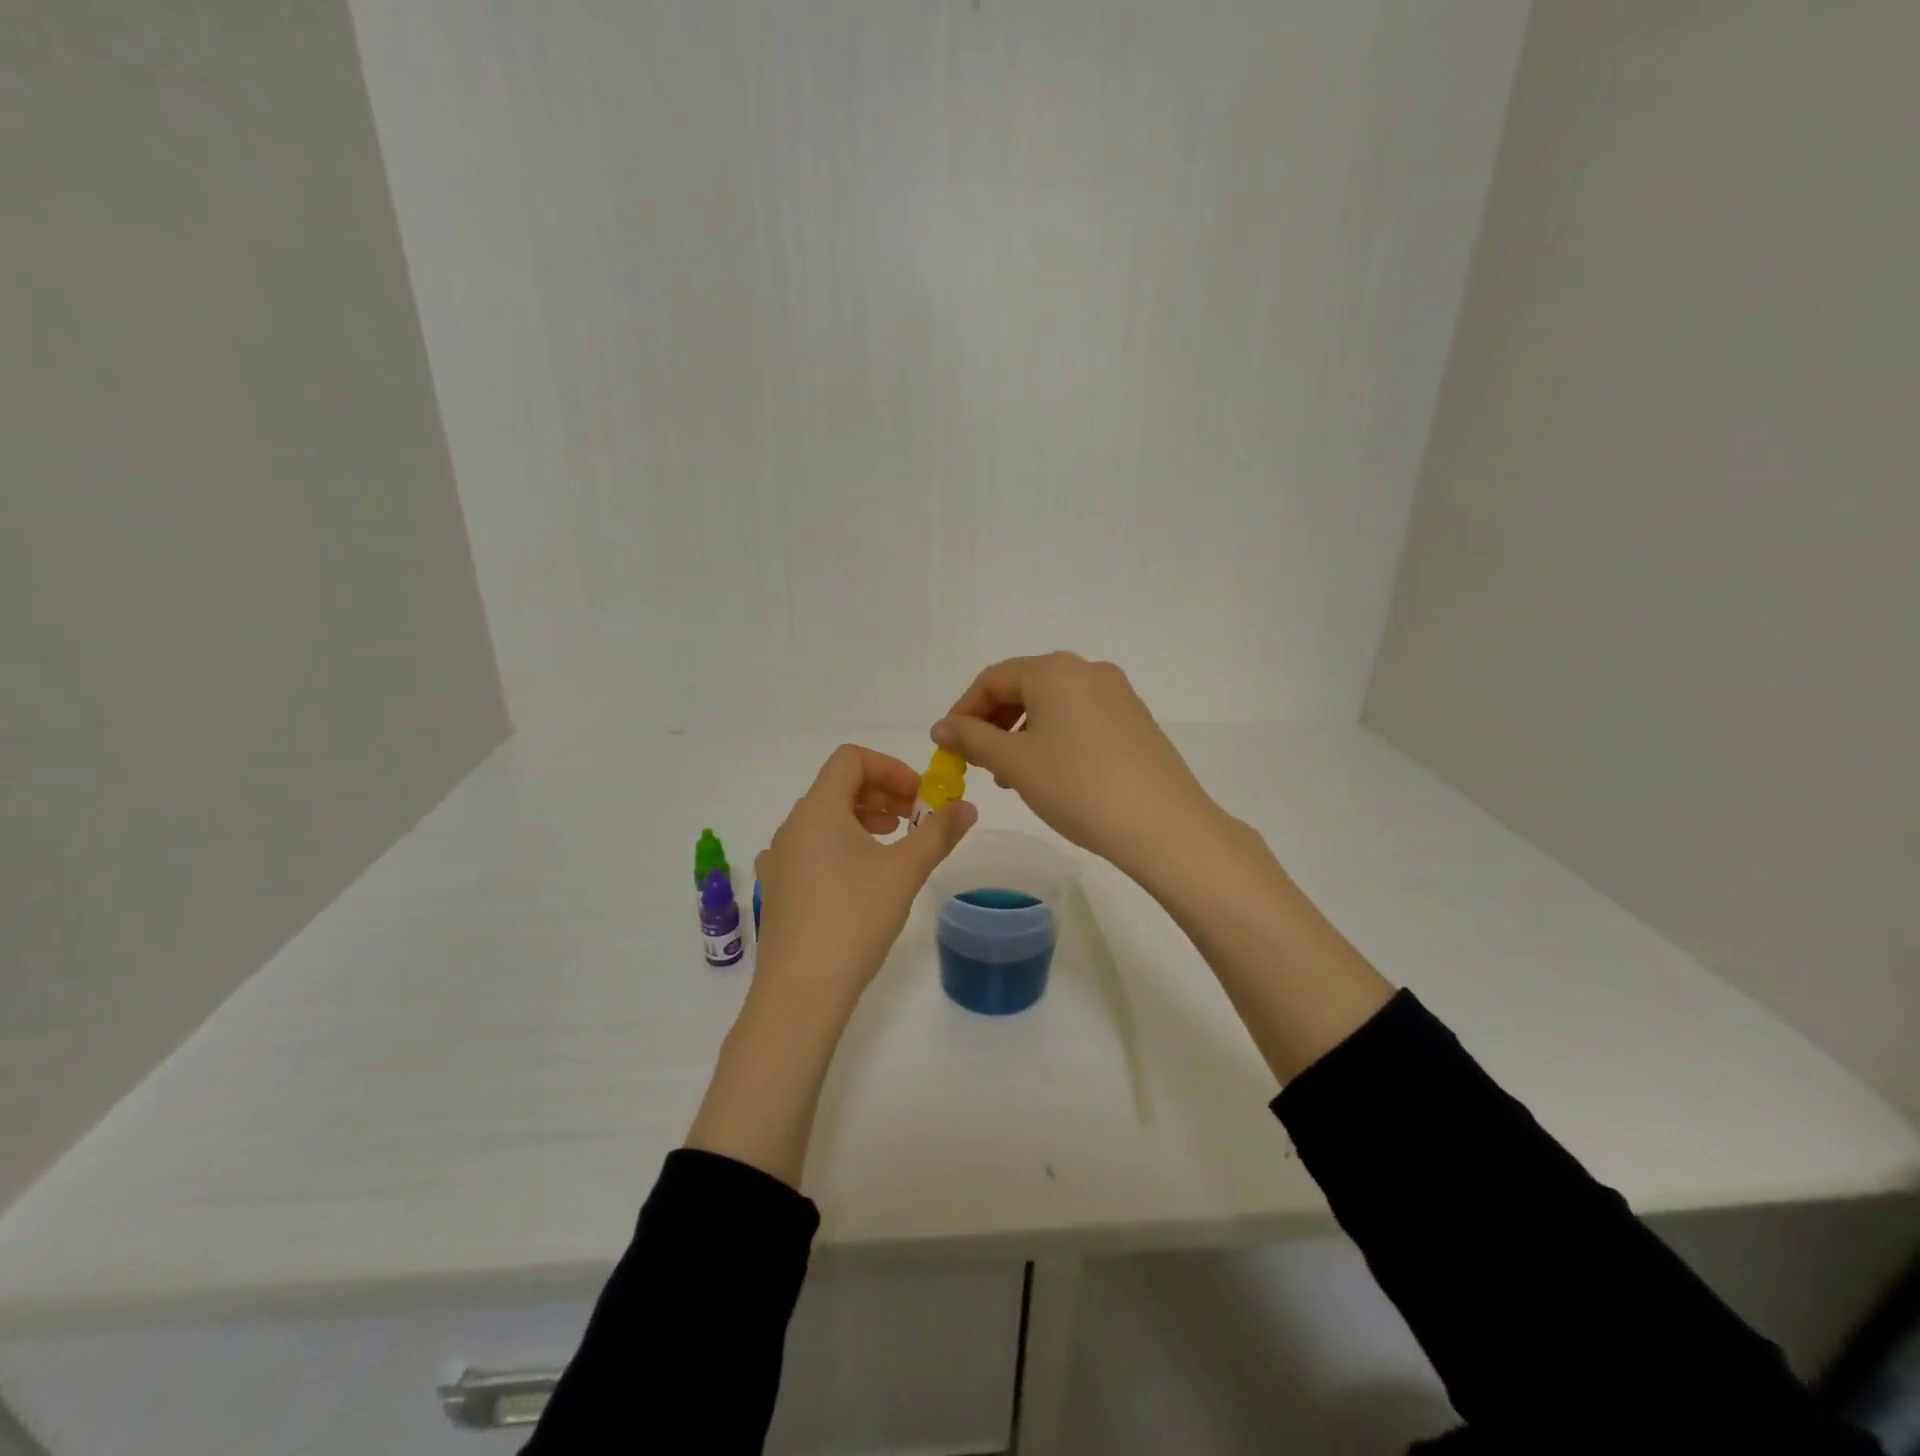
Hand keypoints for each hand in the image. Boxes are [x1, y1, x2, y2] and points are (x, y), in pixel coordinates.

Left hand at [686, 744, 974, 1188]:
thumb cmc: (854, 919)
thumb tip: (967, 807)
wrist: (800, 992)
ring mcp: (779, 860)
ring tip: (895, 845)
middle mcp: (791, 827)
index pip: (851, 759)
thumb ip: (938, 833)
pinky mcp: (778, 891)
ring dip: (864, 820)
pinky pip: (812, 849)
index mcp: (817, 810)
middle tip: (916, 819)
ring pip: (824, 820)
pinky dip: (843, 846)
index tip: (920, 796)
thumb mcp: (904, 872)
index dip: (891, 768)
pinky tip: (864, 880)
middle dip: (882, 794)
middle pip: (837, 787)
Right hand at [932, 652, 1225, 881]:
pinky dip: (1054, 739)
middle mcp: (1088, 670)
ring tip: (1011, 775)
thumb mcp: (1015, 763)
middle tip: (977, 763)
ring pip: (1053, 705)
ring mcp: (1118, 694)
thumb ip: (972, 739)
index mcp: (1055, 670)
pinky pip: (1080, 719)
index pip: (992, 680)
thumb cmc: (1078, 786)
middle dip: (993, 723)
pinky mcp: (1135, 721)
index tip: (948, 747)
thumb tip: (942, 727)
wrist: (1163, 825)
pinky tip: (1051, 775)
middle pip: (1024, 687)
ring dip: (1022, 733)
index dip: (963, 711)